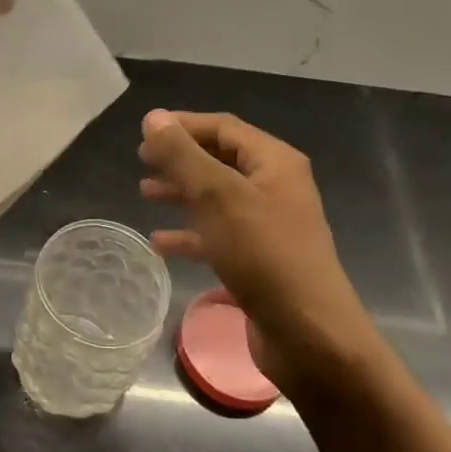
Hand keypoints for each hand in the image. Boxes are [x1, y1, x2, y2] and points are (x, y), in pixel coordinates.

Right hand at [139, 110, 383, 402]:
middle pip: (220, 161)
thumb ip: (182, 154)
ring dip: (181, 193)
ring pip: (217, 198)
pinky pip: (218, 235)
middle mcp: (275, 188)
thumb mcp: (216, 195)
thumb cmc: (263, 253)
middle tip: (142, 161)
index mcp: (274, 163)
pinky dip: (190, 234)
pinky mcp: (260, 260)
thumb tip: (154, 117)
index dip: (183, 125)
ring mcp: (269, 226)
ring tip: (145, 194)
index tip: (145, 132)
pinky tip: (160, 243)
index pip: (224, 128)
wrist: (308, 334)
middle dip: (180, 159)